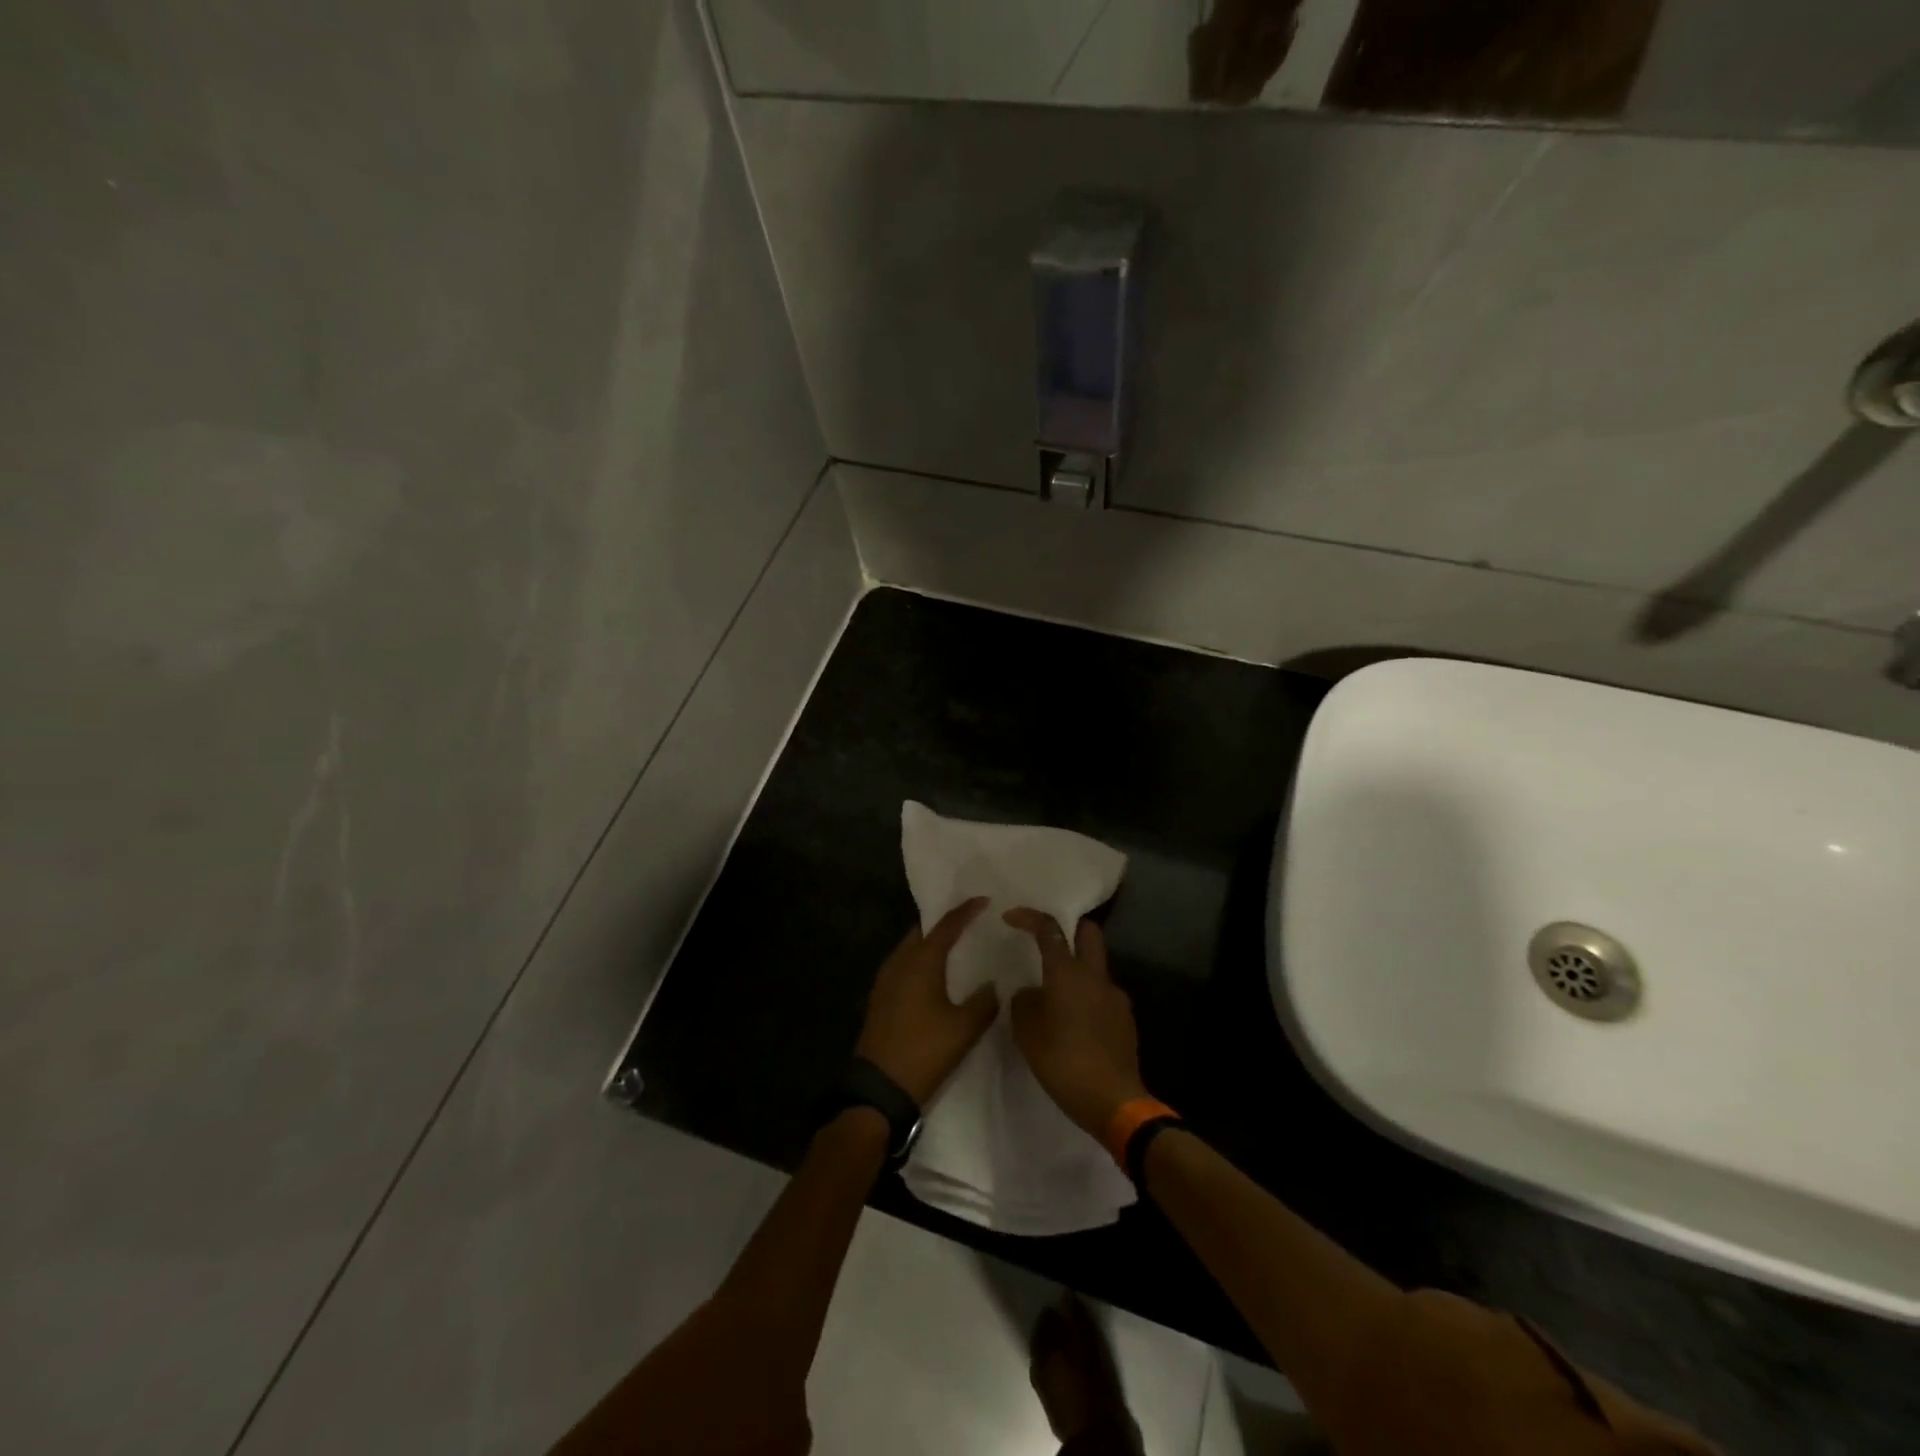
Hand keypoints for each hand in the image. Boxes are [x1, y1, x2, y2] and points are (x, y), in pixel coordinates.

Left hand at [855, 898, 998, 1105]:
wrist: (878, 1087)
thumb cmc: (924, 1050)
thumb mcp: (964, 1028)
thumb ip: (984, 1001)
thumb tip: (994, 985)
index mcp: (921, 961)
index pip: (946, 926)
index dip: (966, 911)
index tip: (983, 900)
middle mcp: (899, 962)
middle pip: (923, 932)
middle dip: (945, 924)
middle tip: (970, 922)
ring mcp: (885, 980)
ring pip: (911, 949)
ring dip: (931, 944)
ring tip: (956, 948)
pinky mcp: (880, 999)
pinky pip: (904, 967)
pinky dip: (921, 963)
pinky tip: (935, 977)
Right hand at [1003, 909, 1149, 1139]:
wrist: (1113, 1100)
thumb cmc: (1064, 1062)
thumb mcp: (1028, 1033)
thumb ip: (1024, 1003)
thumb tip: (1031, 993)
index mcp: (1067, 973)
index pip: (1049, 929)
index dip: (1029, 917)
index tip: (1010, 917)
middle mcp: (1095, 976)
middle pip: (1089, 931)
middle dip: (1070, 928)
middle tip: (1049, 942)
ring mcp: (1115, 996)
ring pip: (1096, 965)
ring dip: (1078, 969)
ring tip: (1058, 996)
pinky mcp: (1126, 1018)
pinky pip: (1103, 994)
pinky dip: (1088, 997)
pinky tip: (1076, 1023)